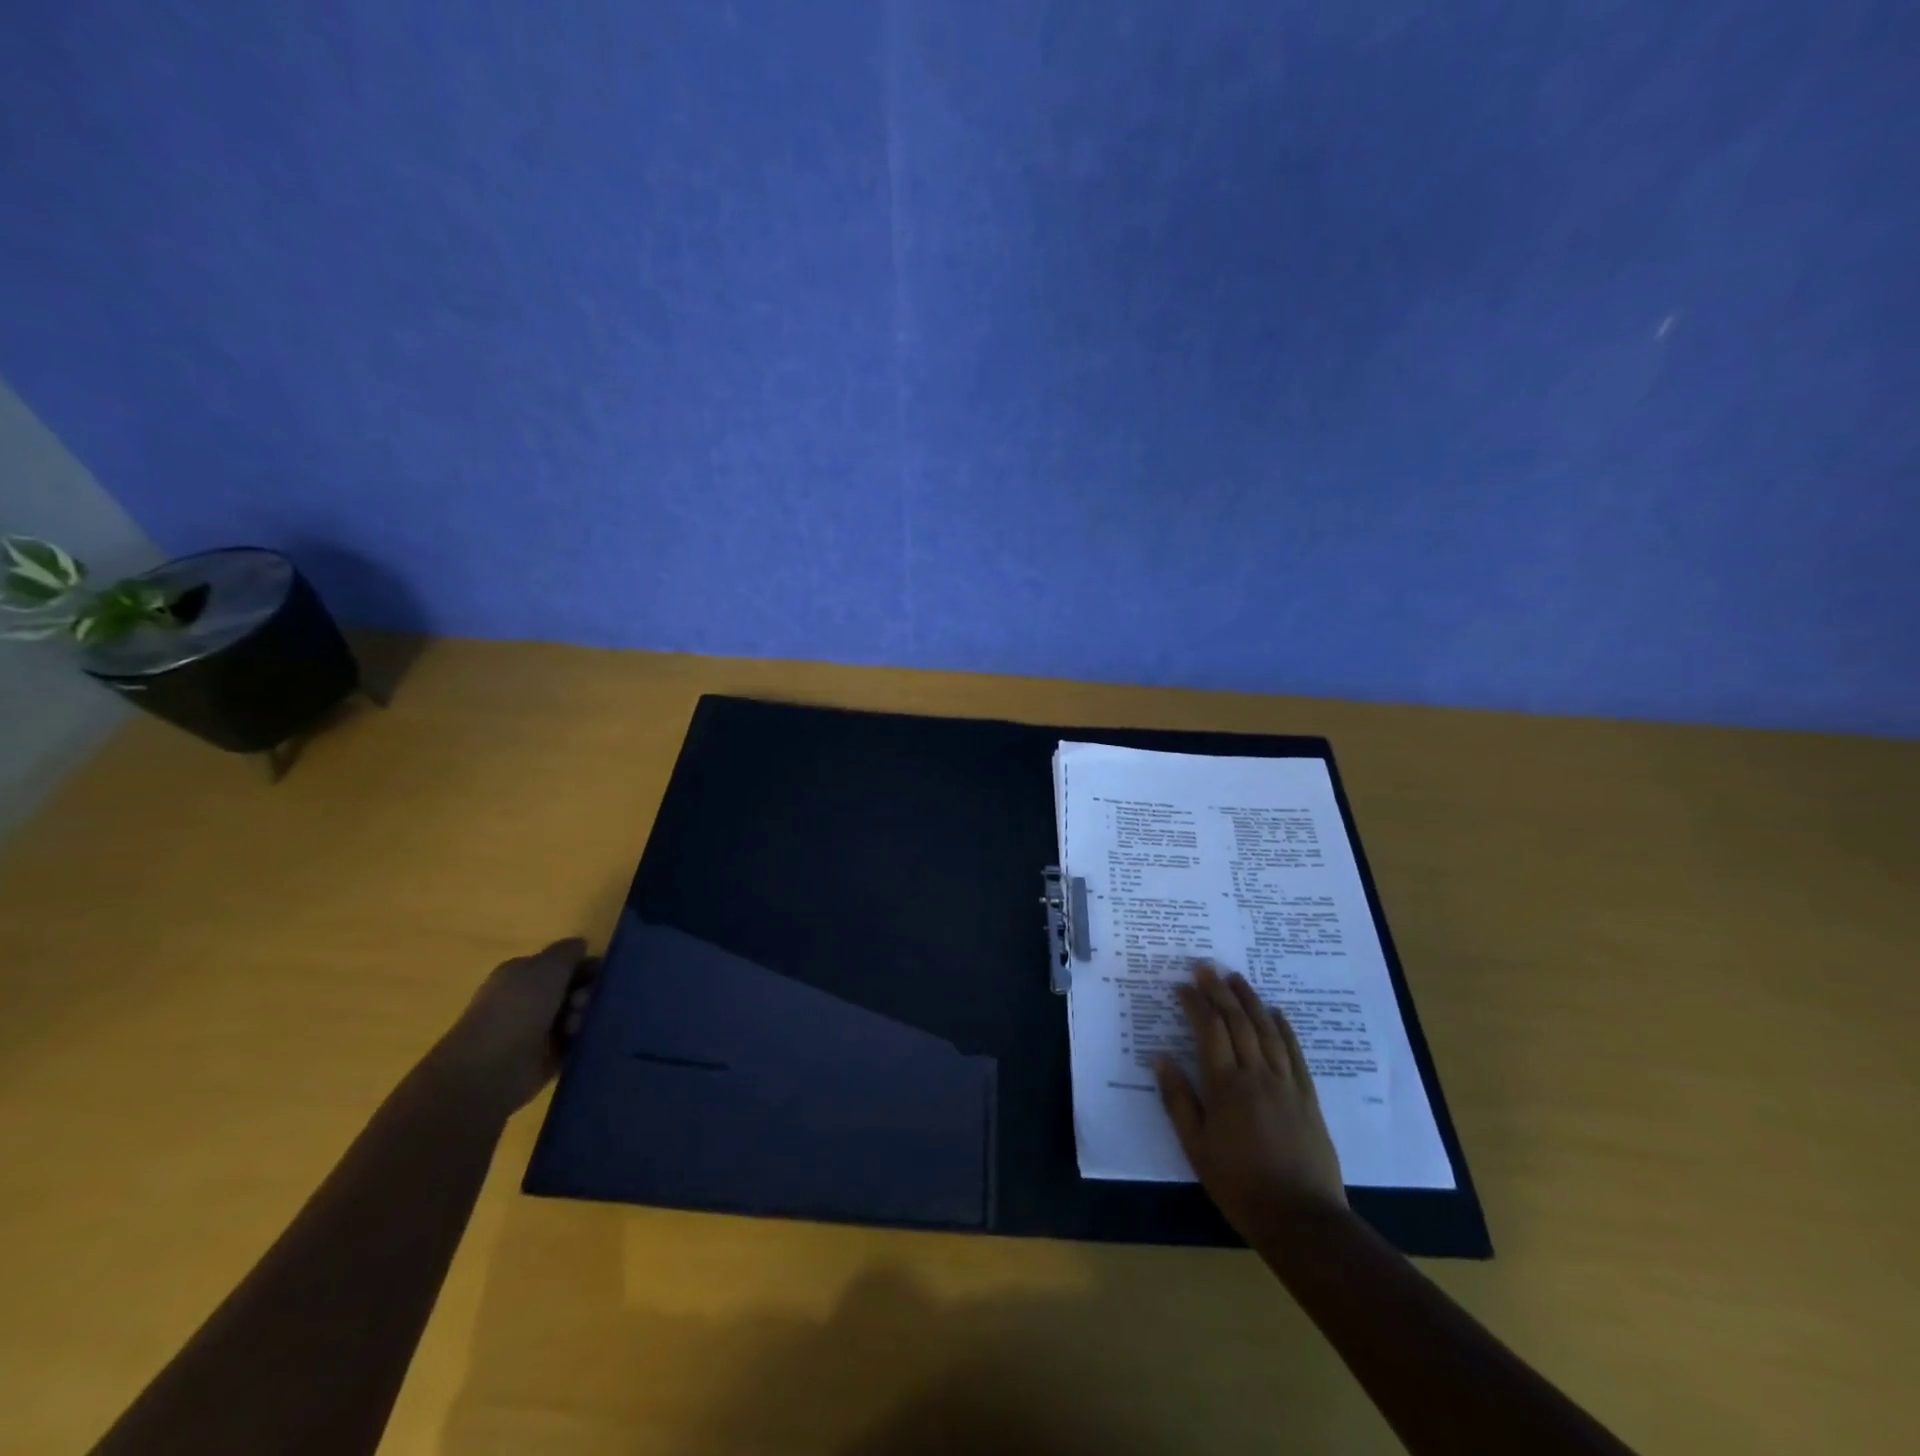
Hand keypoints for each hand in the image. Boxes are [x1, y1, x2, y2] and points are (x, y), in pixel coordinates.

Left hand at [433, 938, 597, 1112]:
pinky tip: (580, 1041)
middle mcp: (527, 1000)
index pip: (563, 964)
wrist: (489, 1070)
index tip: (599, 976)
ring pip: (576, 1015)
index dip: (585, 966)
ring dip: (583, 1017)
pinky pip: (574, 1042)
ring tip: (575, 1027)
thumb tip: (581, 945)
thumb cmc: (517, 1008)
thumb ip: (568, 952)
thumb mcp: (547, 966)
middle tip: (584, 1003)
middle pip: (573, 989)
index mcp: (522, 974)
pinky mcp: (545, 1058)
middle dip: (586, 993)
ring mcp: (535, 1030)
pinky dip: (581, 1040)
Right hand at [1154, 961, 1347, 1240]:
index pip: (1209, 1031)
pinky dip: (1284, 1028)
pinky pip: (1295, 1053)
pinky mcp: (1308, 1097)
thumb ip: (1178, 1100)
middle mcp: (1256, 1075)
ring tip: (1236, 978)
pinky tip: (1276, 1013)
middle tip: (1206, 967)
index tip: (1182, 986)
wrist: (1301, 1218)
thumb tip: (1161, 1059)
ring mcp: (1286, 1084)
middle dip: (1219, 991)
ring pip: (1266, 1030)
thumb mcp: (1196, 1147)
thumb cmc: (1239, 1185)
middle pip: (1237, 1022)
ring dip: (1250, 1000)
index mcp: (1225, 1086)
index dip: (1195, 1004)